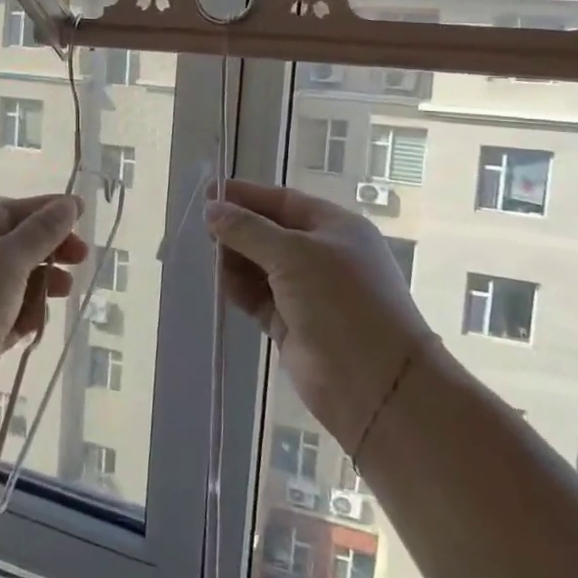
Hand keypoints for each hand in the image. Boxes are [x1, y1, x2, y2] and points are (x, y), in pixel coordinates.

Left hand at [0, 194, 88, 435]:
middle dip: (47, 250)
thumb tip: (69, 204)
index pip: (6, 212)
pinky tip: (39, 323)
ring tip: (64, 291)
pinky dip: (27, 316)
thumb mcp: (7, 258)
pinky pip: (10, 318)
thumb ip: (42, 232)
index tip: (81, 213)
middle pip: (12, 248)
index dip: (43, 211)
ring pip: (14, 285)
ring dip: (40, 285)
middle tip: (81, 258)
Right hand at [207, 180, 436, 457]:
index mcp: (334, 227)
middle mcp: (322, 255)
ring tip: (213, 262)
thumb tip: (212, 208)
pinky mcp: (292, 323)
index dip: (246, 196)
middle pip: (269, 232)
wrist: (374, 384)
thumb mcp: (293, 255)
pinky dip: (240, 290)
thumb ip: (248, 230)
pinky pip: (258, 297)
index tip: (207, 193)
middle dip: (238, 230)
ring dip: (236, 261)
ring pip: (260, 265)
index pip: (283, 201)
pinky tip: (223, 286)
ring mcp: (308, 291)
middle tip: (204, 232)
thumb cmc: (341, 302)